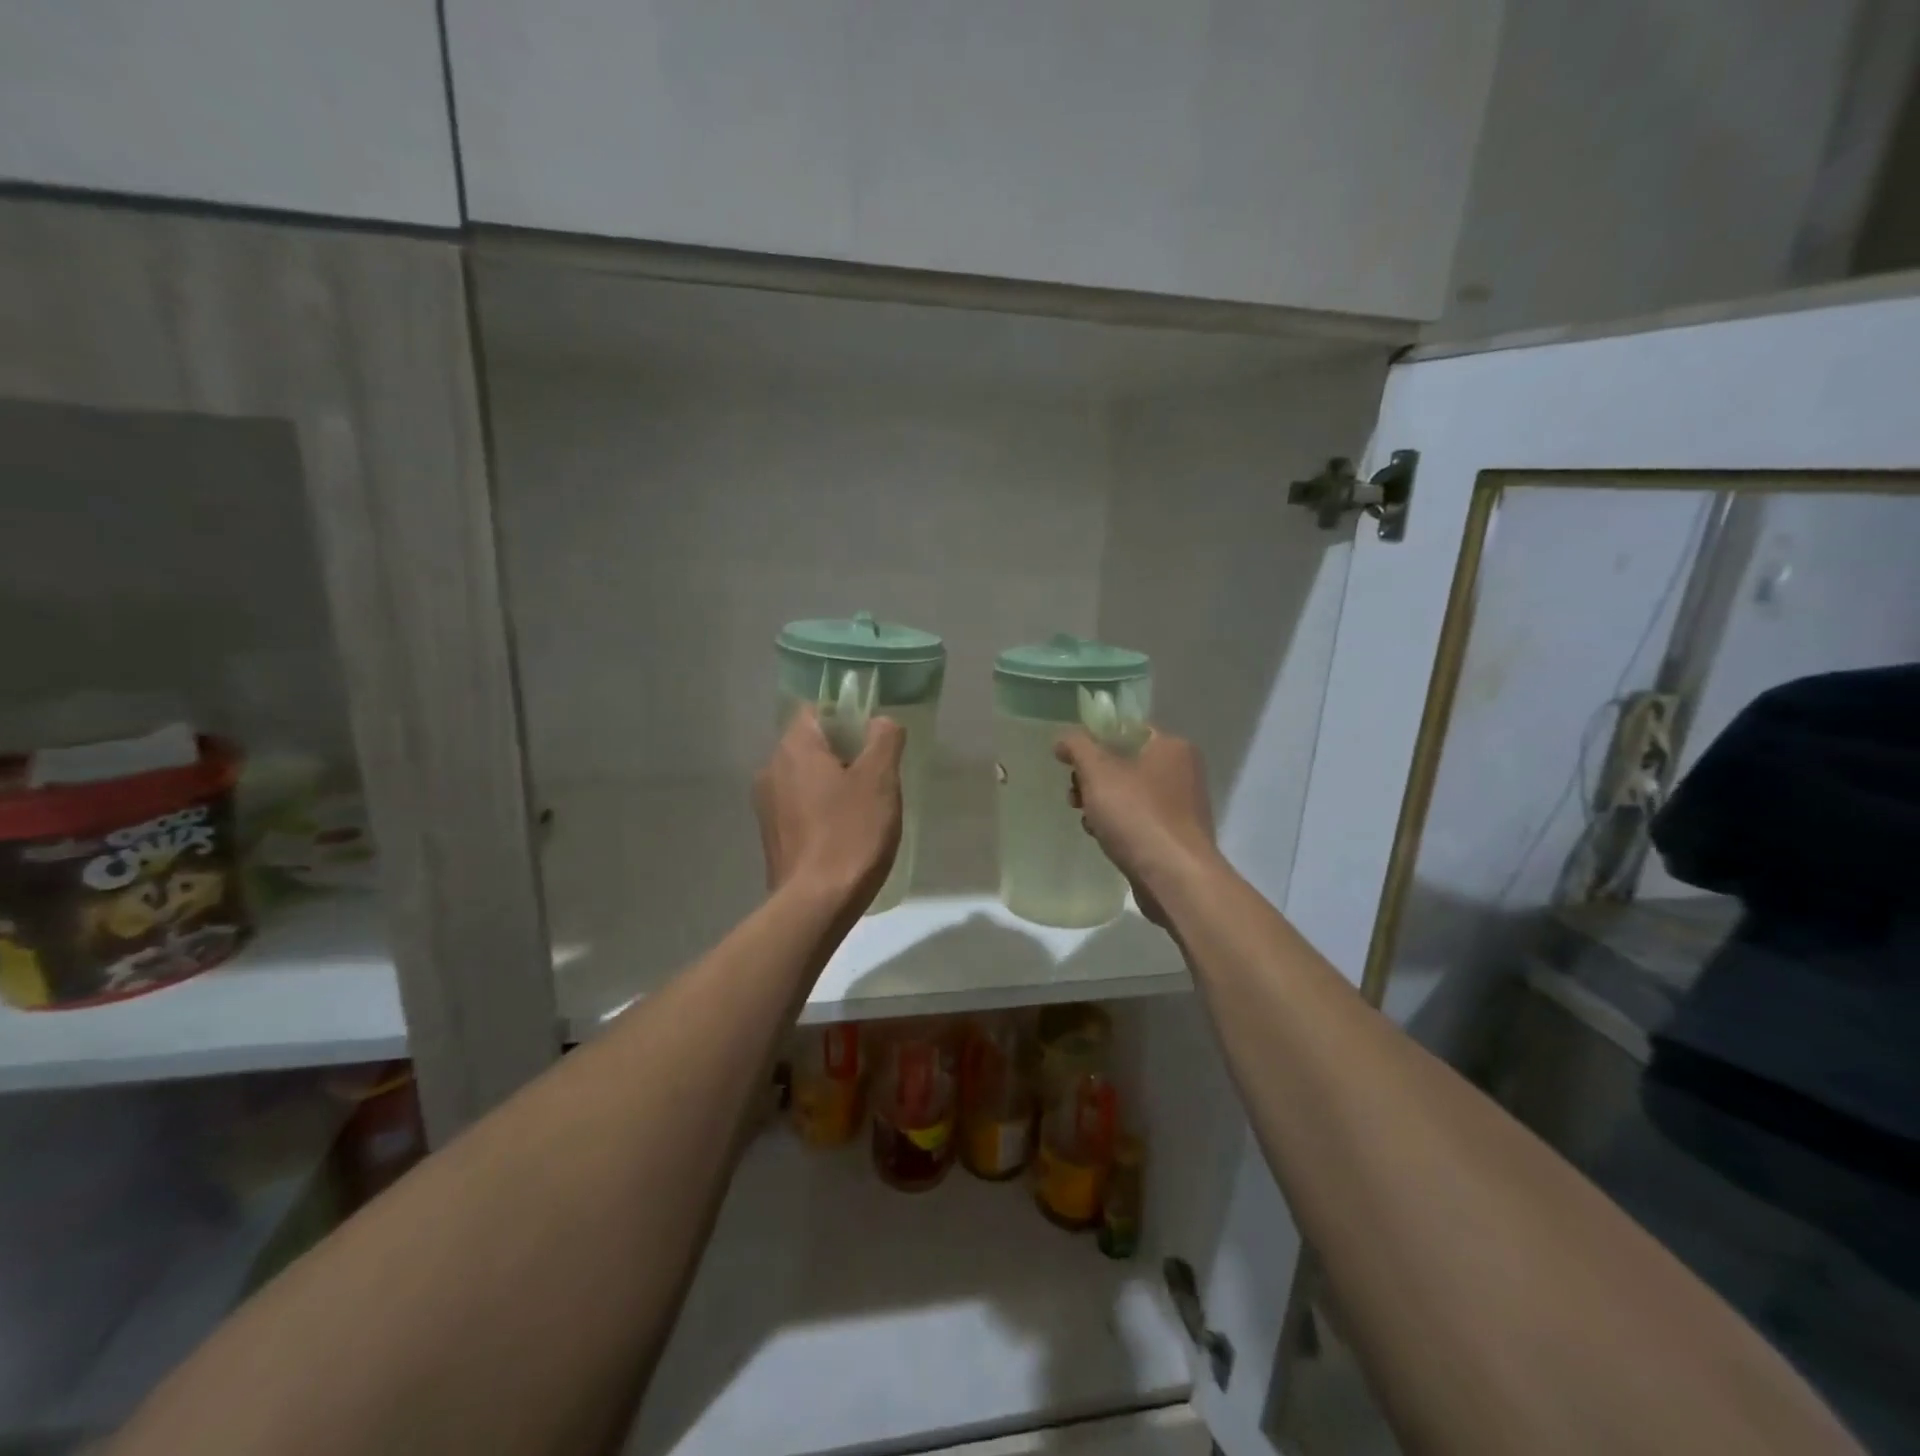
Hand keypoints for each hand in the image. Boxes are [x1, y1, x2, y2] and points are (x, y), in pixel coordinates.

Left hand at [755, 707, 904, 909]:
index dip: (847, 717)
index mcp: (793, 748)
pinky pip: (800, 807)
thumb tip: (880, 721)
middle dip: (844, 754)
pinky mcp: (771, 836)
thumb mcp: (880, 780)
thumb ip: (884, 739)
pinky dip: (821, 810)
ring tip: (864, 808)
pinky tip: (845, 832)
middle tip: (877, 776)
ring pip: (806, 778)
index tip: (873, 741)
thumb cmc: (850, 833)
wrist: (816, 904)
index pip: (816, 710)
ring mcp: (767, 806)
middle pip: (811, 745)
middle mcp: (771, 769)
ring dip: (833, 784)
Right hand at [1054, 729, 1216, 924]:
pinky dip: (1118, 824)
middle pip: (1125, 762)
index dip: (1094, 740)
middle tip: (1075, 794)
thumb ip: (1077, 747)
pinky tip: (1102, 837)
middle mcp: (1183, 771)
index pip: (1127, 730)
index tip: (1070, 761)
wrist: (1175, 878)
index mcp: (1172, 747)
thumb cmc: (1137, 815)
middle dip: (1093, 778)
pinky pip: (1139, 819)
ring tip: (1086, 819)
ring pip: (1129, 793)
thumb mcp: (1098, 772)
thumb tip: (1064, 739)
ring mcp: (1181, 806)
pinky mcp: (1175, 836)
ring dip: (1101, 803)